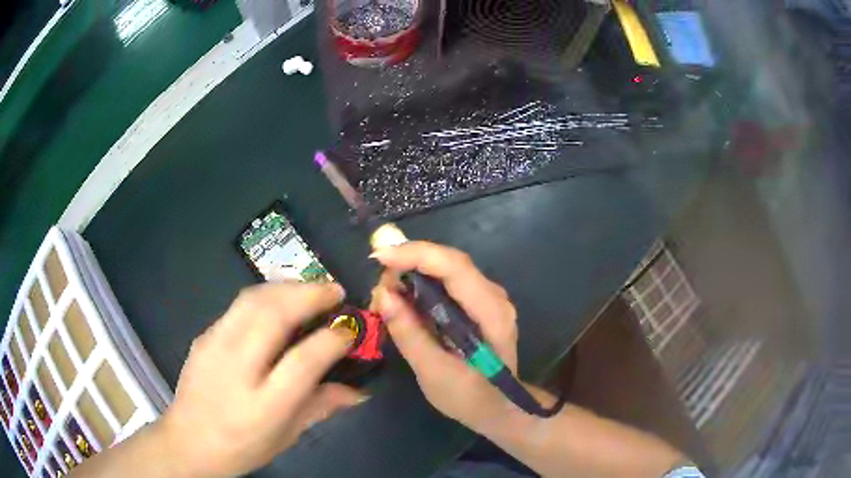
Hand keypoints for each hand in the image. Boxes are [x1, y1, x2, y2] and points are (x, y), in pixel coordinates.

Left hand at [158, 282, 364, 477]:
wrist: (188, 442)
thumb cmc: (242, 447)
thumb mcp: (287, 436)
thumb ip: (322, 407)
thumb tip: (359, 392)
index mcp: (264, 405)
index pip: (303, 361)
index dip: (331, 339)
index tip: (349, 329)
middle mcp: (237, 370)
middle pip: (273, 316)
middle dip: (309, 295)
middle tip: (334, 291)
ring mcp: (214, 347)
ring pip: (252, 300)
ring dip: (287, 287)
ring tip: (310, 288)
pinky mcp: (203, 336)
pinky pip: (237, 306)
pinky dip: (265, 295)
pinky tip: (277, 302)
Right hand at [370, 242, 521, 430]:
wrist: (498, 408)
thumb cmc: (470, 397)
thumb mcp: (434, 373)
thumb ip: (410, 335)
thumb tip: (383, 296)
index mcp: (491, 312)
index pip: (455, 267)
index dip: (416, 255)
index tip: (379, 258)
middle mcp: (494, 296)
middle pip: (449, 262)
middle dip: (409, 264)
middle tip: (379, 288)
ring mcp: (488, 297)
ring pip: (446, 269)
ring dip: (413, 273)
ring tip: (386, 296)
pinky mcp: (477, 303)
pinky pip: (447, 282)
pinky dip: (421, 285)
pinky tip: (403, 300)